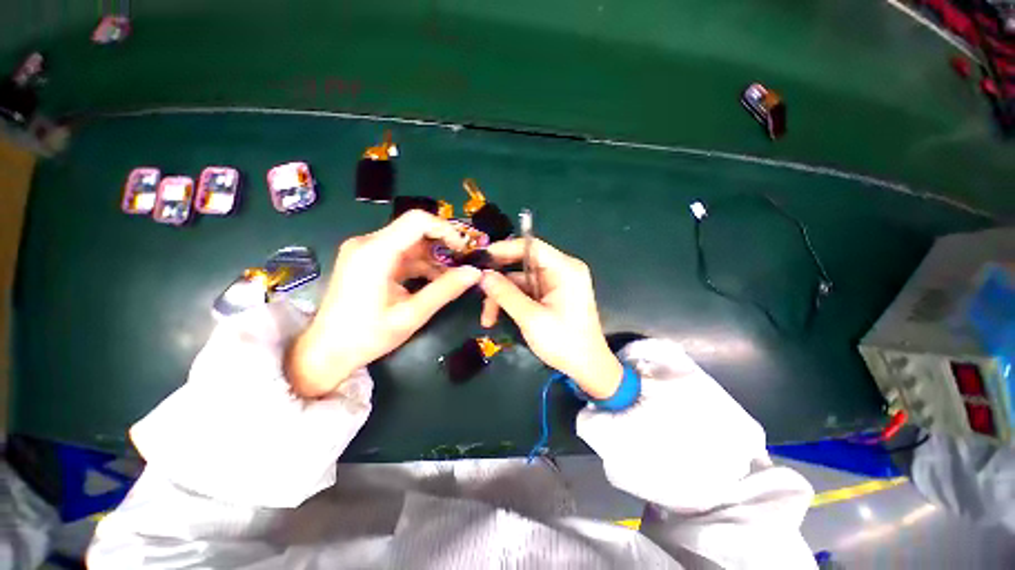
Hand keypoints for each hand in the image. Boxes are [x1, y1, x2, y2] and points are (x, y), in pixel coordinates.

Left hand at [287, 211, 481, 396]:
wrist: (325, 352)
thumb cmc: (366, 336)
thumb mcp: (411, 315)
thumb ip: (445, 290)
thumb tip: (475, 272)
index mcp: (375, 252)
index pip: (417, 220)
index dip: (446, 229)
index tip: (464, 250)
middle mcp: (368, 243)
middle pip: (415, 230)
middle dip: (443, 245)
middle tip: (464, 264)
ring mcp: (366, 251)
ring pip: (410, 243)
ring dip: (433, 258)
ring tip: (453, 277)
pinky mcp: (367, 261)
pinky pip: (401, 255)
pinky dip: (420, 265)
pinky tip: (434, 281)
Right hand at [480, 239, 622, 398]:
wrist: (587, 368)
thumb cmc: (563, 342)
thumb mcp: (531, 318)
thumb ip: (505, 294)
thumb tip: (483, 275)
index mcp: (565, 269)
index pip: (531, 246)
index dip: (504, 249)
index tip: (481, 259)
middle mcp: (562, 270)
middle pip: (522, 265)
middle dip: (500, 282)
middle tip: (479, 293)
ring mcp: (557, 283)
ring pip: (521, 281)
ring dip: (503, 297)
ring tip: (487, 318)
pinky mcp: (552, 295)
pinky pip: (526, 291)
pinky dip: (512, 302)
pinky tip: (497, 316)